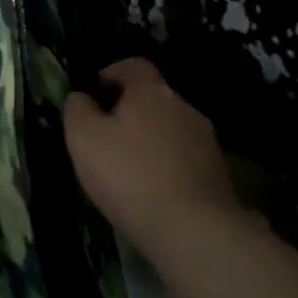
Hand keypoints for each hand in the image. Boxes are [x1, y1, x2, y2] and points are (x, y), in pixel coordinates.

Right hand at [65, 57, 247, 259]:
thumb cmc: (130, 175)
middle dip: (131, 112)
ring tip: (130, 171)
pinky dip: (168, 168)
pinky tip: (154, 194)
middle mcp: (184, 108)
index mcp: (152, 91)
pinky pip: (185, 161)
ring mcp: (207, 143)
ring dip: (151, 142)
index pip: (134, 65)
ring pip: (170, 131)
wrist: (195, 232)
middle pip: (153, 99)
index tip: (96, 90)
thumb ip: (78, 110)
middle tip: (107, 137)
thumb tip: (82, 97)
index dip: (113, 72)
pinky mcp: (220, 176)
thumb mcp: (84, 138)